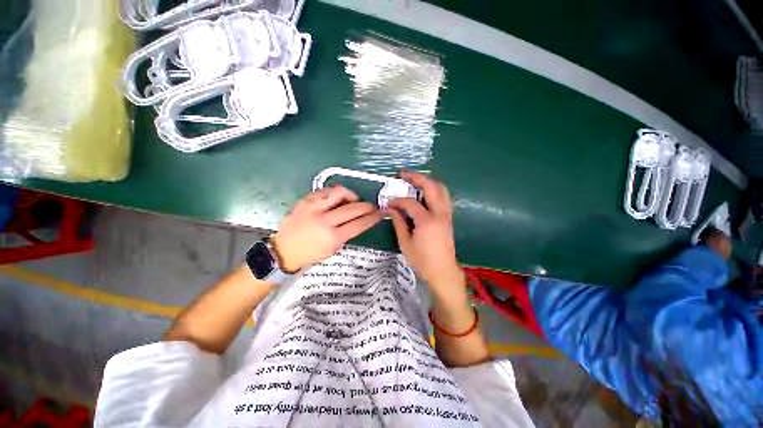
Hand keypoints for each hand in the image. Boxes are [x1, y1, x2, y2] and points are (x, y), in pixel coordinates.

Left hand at [271, 186, 382, 271]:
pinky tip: (337, 199)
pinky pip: (326, 190)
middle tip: (372, 206)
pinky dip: (335, 193)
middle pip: (353, 208)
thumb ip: (347, 233)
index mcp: (333, 237)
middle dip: (367, 206)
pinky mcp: (305, 201)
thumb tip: (359, 219)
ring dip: (351, 195)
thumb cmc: (311, 253)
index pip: (359, 224)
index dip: (373, 218)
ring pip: (340, 192)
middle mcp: (324, 220)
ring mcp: (314, 208)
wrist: (284, 250)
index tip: (380, 213)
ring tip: (353, 200)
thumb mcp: (333, 249)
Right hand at [388, 172, 464, 295]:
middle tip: (403, 175)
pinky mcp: (449, 217)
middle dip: (416, 177)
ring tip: (414, 180)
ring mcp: (447, 214)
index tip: (388, 202)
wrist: (443, 271)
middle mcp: (439, 214)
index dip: (397, 200)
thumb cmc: (422, 260)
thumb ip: (399, 223)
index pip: (410, 203)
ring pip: (441, 189)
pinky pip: (443, 197)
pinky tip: (424, 193)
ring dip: (427, 181)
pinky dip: (434, 190)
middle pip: (431, 186)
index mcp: (427, 221)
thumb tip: (391, 208)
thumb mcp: (405, 243)